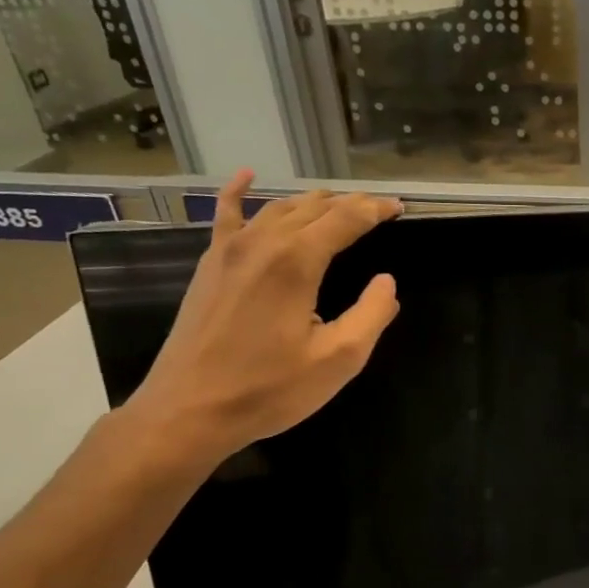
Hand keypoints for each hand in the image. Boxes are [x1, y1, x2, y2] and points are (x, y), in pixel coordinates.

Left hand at [123, 171, 401, 462]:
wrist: (189, 410)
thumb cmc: (269, 389)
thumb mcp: (338, 360)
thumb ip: (371, 315)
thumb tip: (386, 282)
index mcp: (297, 262)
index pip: (345, 219)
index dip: (376, 210)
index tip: (400, 209)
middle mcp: (262, 243)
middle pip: (314, 208)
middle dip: (350, 204)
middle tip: (378, 210)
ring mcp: (229, 250)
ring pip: (277, 208)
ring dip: (312, 203)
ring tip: (337, 206)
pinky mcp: (209, 265)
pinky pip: (226, 216)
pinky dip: (239, 193)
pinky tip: (246, 177)